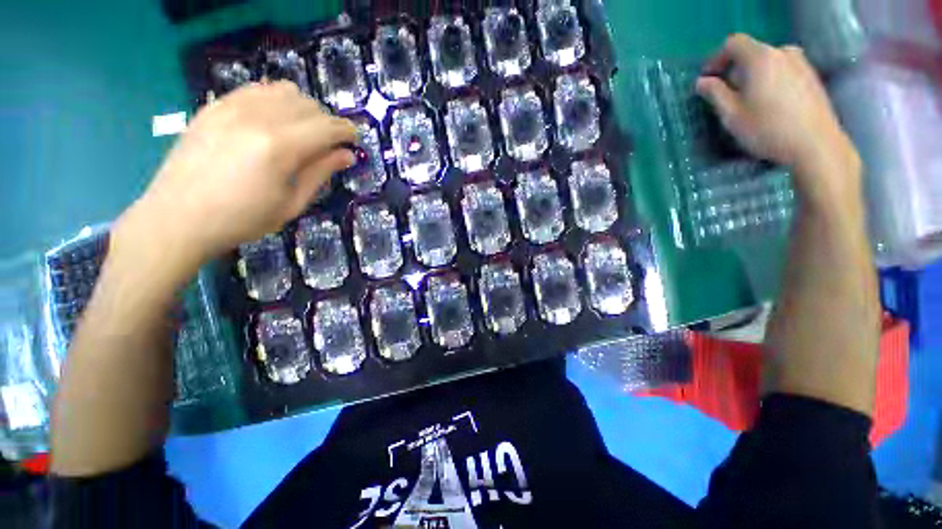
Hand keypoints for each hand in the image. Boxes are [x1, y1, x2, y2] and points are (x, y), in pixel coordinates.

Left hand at [113, 82, 355, 280]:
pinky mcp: (214, 106)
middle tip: (328, 144)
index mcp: (280, 147)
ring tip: (302, 131)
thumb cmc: (242, 219)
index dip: (346, 131)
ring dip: (303, 108)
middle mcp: (257, 117)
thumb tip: (347, 155)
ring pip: (284, 90)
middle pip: (309, 104)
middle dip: (327, 122)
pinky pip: (256, 89)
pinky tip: (273, 121)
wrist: (177, 218)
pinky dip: (275, 100)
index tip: (354, 140)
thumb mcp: (292, 204)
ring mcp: (231, 107)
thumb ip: (321, 173)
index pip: (327, 126)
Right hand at [696, 34, 861, 211]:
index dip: (716, 59)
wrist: (816, 145)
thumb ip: (715, 93)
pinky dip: (770, 79)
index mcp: (761, 58)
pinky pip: (783, 69)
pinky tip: (769, 102)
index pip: (733, 43)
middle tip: (726, 94)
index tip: (707, 79)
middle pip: (752, 51)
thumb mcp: (732, 115)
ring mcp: (801, 63)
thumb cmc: (768, 130)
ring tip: (748, 99)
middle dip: (735, 69)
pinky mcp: (811, 76)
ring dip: (753, 75)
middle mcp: (783, 53)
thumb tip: (702, 81)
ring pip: (768, 61)